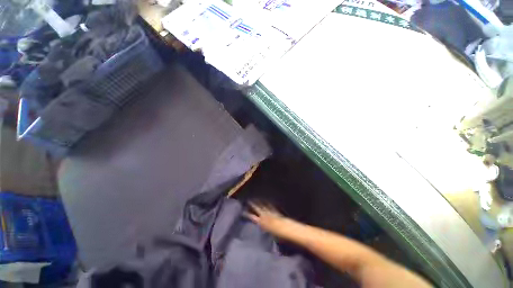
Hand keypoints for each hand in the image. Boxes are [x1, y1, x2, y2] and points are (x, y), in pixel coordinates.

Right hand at [246, 202, 290, 237]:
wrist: (285, 228)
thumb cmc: (277, 235)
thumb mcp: (267, 234)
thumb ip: (263, 229)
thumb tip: (259, 226)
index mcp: (261, 223)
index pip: (252, 217)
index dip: (247, 214)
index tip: (243, 211)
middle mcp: (264, 216)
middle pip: (257, 209)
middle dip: (252, 205)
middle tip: (248, 200)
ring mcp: (270, 212)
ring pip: (263, 206)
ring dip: (259, 202)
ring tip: (255, 198)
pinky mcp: (275, 211)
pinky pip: (270, 206)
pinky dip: (267, 203)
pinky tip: (266, 200)